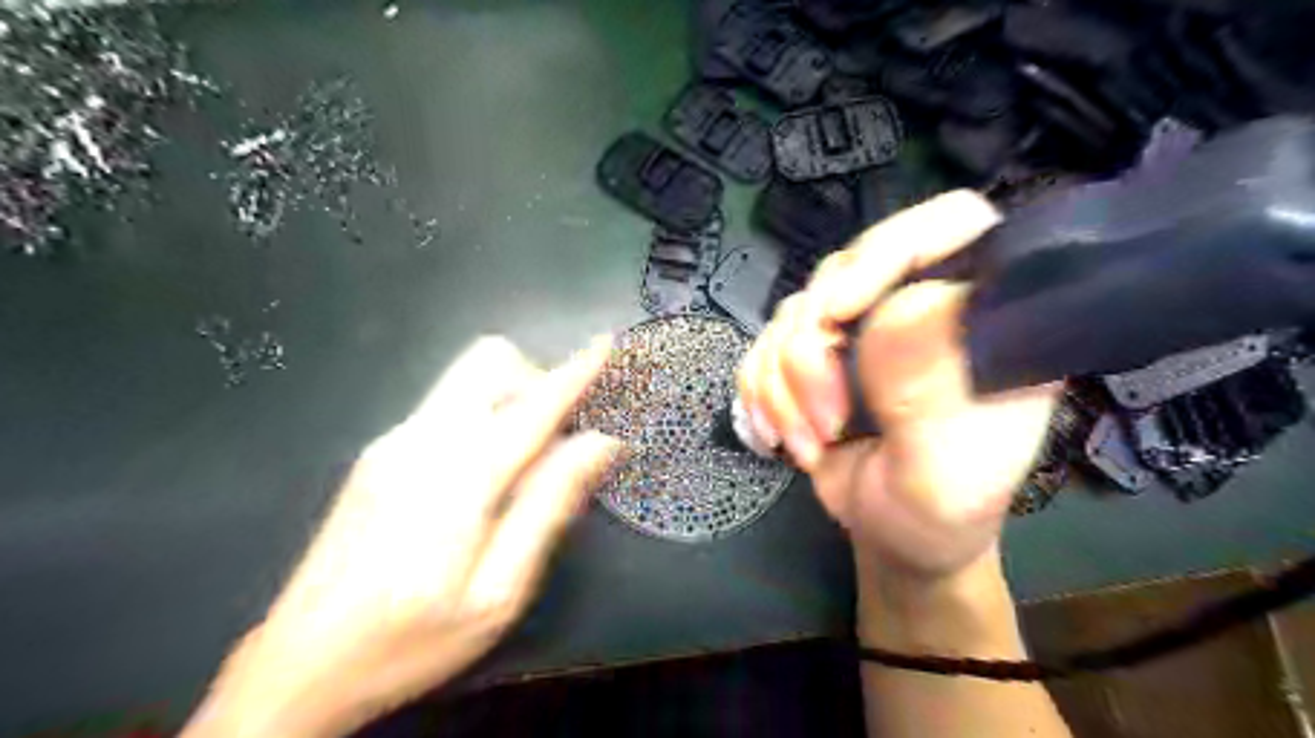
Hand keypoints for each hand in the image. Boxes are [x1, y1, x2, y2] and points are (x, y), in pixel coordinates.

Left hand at [178, 336, 626, 736]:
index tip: (607, 344)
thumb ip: (548, 507)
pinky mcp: (379, 453)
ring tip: (529, 459)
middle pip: (488, 361)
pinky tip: (486, 476)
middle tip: (559, 435)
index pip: (533, 405)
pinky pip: (447, 405)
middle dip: (536, 379)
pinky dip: (485, 415)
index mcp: (458, 475)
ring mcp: (393, 441)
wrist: (296, 666)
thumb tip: (599, 444)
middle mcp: (421, 439)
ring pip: (466, 378)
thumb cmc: (410, 640)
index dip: (576, 371)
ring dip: (511, 396)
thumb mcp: (498, 592)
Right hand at [739, 193, 1055, 585]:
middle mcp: (919, 305)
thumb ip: (933, 399)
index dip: (890, 249)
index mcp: (982, 320)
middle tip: (826, 420)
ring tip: (810, 442)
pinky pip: (762, 345)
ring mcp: (861, 327)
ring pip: (793, 312)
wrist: (894, 537)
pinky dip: (761, 392)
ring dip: (784, 385)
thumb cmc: (939, 514)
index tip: (838, 314)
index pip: (952, 225)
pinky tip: (781, 434)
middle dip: (813, 351)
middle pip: (845, 268)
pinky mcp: (815, 352)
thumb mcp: (946, 475)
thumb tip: (903, 305)